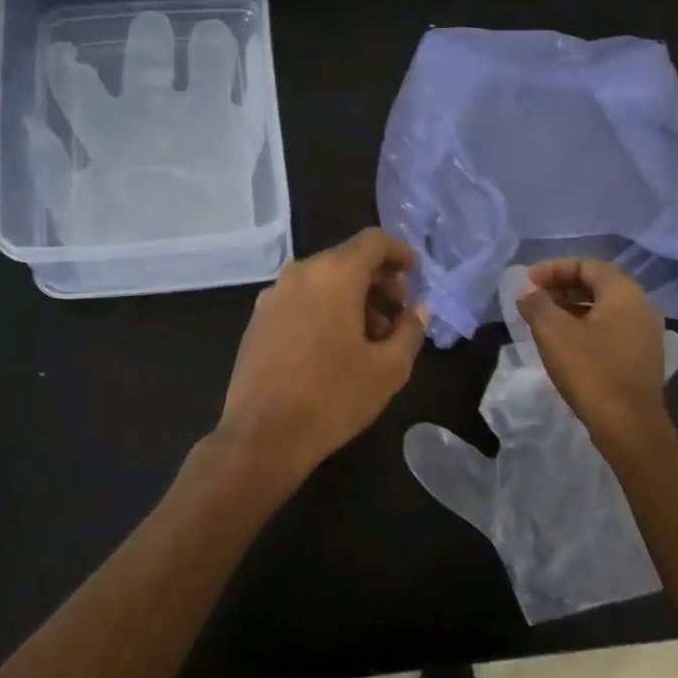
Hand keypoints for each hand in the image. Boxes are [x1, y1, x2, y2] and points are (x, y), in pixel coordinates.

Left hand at [216, 229, 428, 480]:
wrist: (263, 436)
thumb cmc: (333, 398)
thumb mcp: (388, 369)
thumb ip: (410, 330)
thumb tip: (420, 309)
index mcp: (333, 275)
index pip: (373, 241)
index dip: (399, 252)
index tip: (414, 273)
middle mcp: (299, 274)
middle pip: (346, 260)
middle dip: (378, 281)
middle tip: (398, 314)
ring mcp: (272, 297)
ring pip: (322, 281)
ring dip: (352, 298)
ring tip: (371, 338)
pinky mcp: (258, 321)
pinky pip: (300, 300)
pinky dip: (325, 309)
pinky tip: (335, 347)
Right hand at [517, 258, 671, 450]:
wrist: (629, 426)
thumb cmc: (591, 371)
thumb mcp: (554, 333)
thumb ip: (537, 304)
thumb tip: (527, 290)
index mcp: (624, 293)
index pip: (586, 265)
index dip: (553, 269)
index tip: (526, 283)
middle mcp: (641, 306)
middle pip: (597, 284)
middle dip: (562, 287)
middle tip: (533, 300)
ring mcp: (645, 333)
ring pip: (604, 308)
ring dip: (572, 308)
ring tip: (544, 321)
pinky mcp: (642, 357)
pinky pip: (611, 329)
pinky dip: (586, 327)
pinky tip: (566, 344)